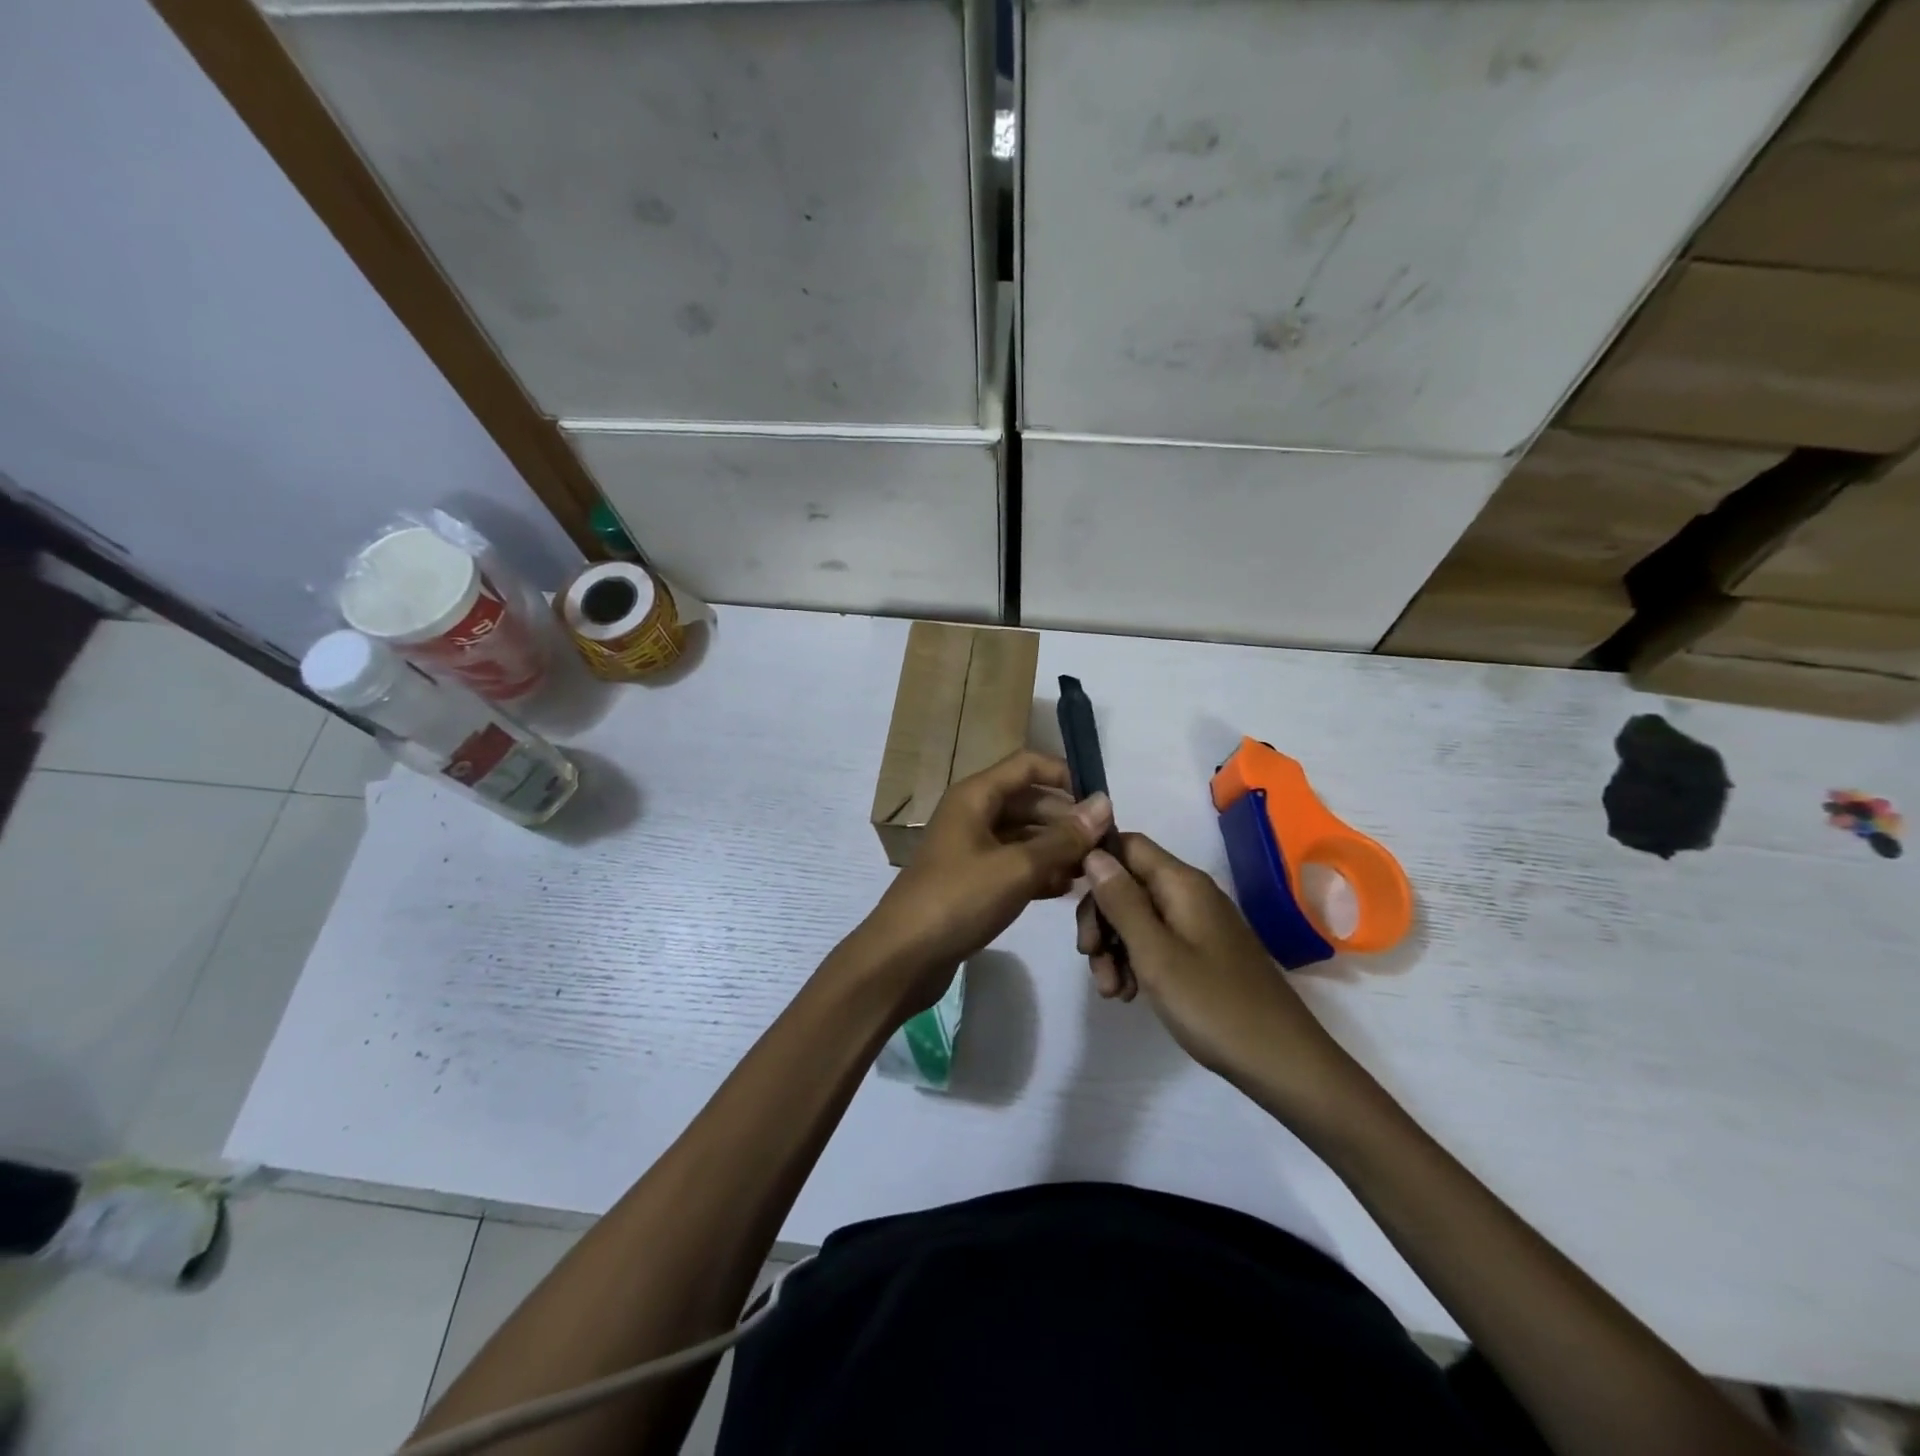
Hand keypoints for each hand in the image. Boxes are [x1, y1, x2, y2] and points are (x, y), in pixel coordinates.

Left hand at [853, 751, 1111, 1010]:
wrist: (903, 957)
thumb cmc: (959, 900)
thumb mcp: (1018, 867)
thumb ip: (1064, 838)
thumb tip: (1104, 803)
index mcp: (975, 796)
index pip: (1028, 765)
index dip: (1066, 776)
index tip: (1102, 805)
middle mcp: (972, 814)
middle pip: (1028, 802)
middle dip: (1066, 820)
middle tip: (1105, 847)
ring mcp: (970, 849)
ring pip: (1023, 837)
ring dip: (1056, 850)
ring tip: (1092, 872)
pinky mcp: (971, 882)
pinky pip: (1012, 865)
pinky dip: (1038, 873)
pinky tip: (1066, 891)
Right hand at [1076, 833, 1362, 1123]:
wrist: (1283, 1063)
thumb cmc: (1213, 1005)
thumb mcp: (1154, 953)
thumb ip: (1121, 901)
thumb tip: (1093, 853)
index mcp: (1182, 883)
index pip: (1126, 845)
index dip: (1095, 863)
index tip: (1070, 900)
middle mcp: (1190, 894)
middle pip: (1127, 884)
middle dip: (1100, 918)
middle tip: (1088, 958)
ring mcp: (1198, 924)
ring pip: (1137, 917)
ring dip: (1114, 947)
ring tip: (1112, 991)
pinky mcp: (1202, 952)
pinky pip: (1157, 941)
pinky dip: (1136, 961)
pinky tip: (1130, 994)